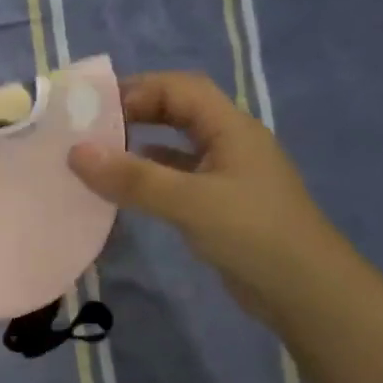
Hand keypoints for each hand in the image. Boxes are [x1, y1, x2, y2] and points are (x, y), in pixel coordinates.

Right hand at [68, 72, 345, 316]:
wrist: (307, 293)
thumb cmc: (254, 235)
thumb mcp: (190, 202)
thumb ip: (133, 178)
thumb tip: (75, 152)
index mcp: (231, 128)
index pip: (180, 88)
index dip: (138, 89)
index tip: (94, 109)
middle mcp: (230, 143)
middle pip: (179, 110)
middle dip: (137, 112)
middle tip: (91, 128)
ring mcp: (228, 175)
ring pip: (178, 145)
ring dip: (141, 144)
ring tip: (100, 155)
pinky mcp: (222, 205)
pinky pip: (179, 177)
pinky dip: (151, 176)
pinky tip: (127, 190)